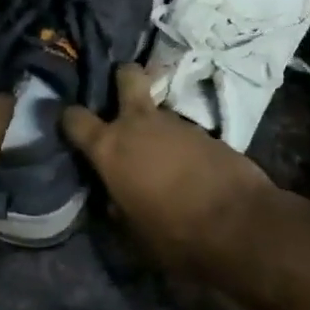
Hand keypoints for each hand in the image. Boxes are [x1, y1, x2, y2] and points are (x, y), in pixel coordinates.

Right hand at [62, 63, 278, 273]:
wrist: (240, 225)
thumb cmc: (174, 233)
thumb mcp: (132, 231)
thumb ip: (117, 206)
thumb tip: (114, 198)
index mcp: (109, 147)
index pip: (74, 118)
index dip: (69, 120)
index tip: (71, 126)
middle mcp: (139, 124)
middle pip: (127, 76)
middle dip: (123, 78)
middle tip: (122, 95)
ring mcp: (176, 122)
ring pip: (158, 110)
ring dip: (156, 125)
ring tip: (161, 153)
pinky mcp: (208, 131)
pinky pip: (184, 131)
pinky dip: (181, 143)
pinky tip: (188, 166)